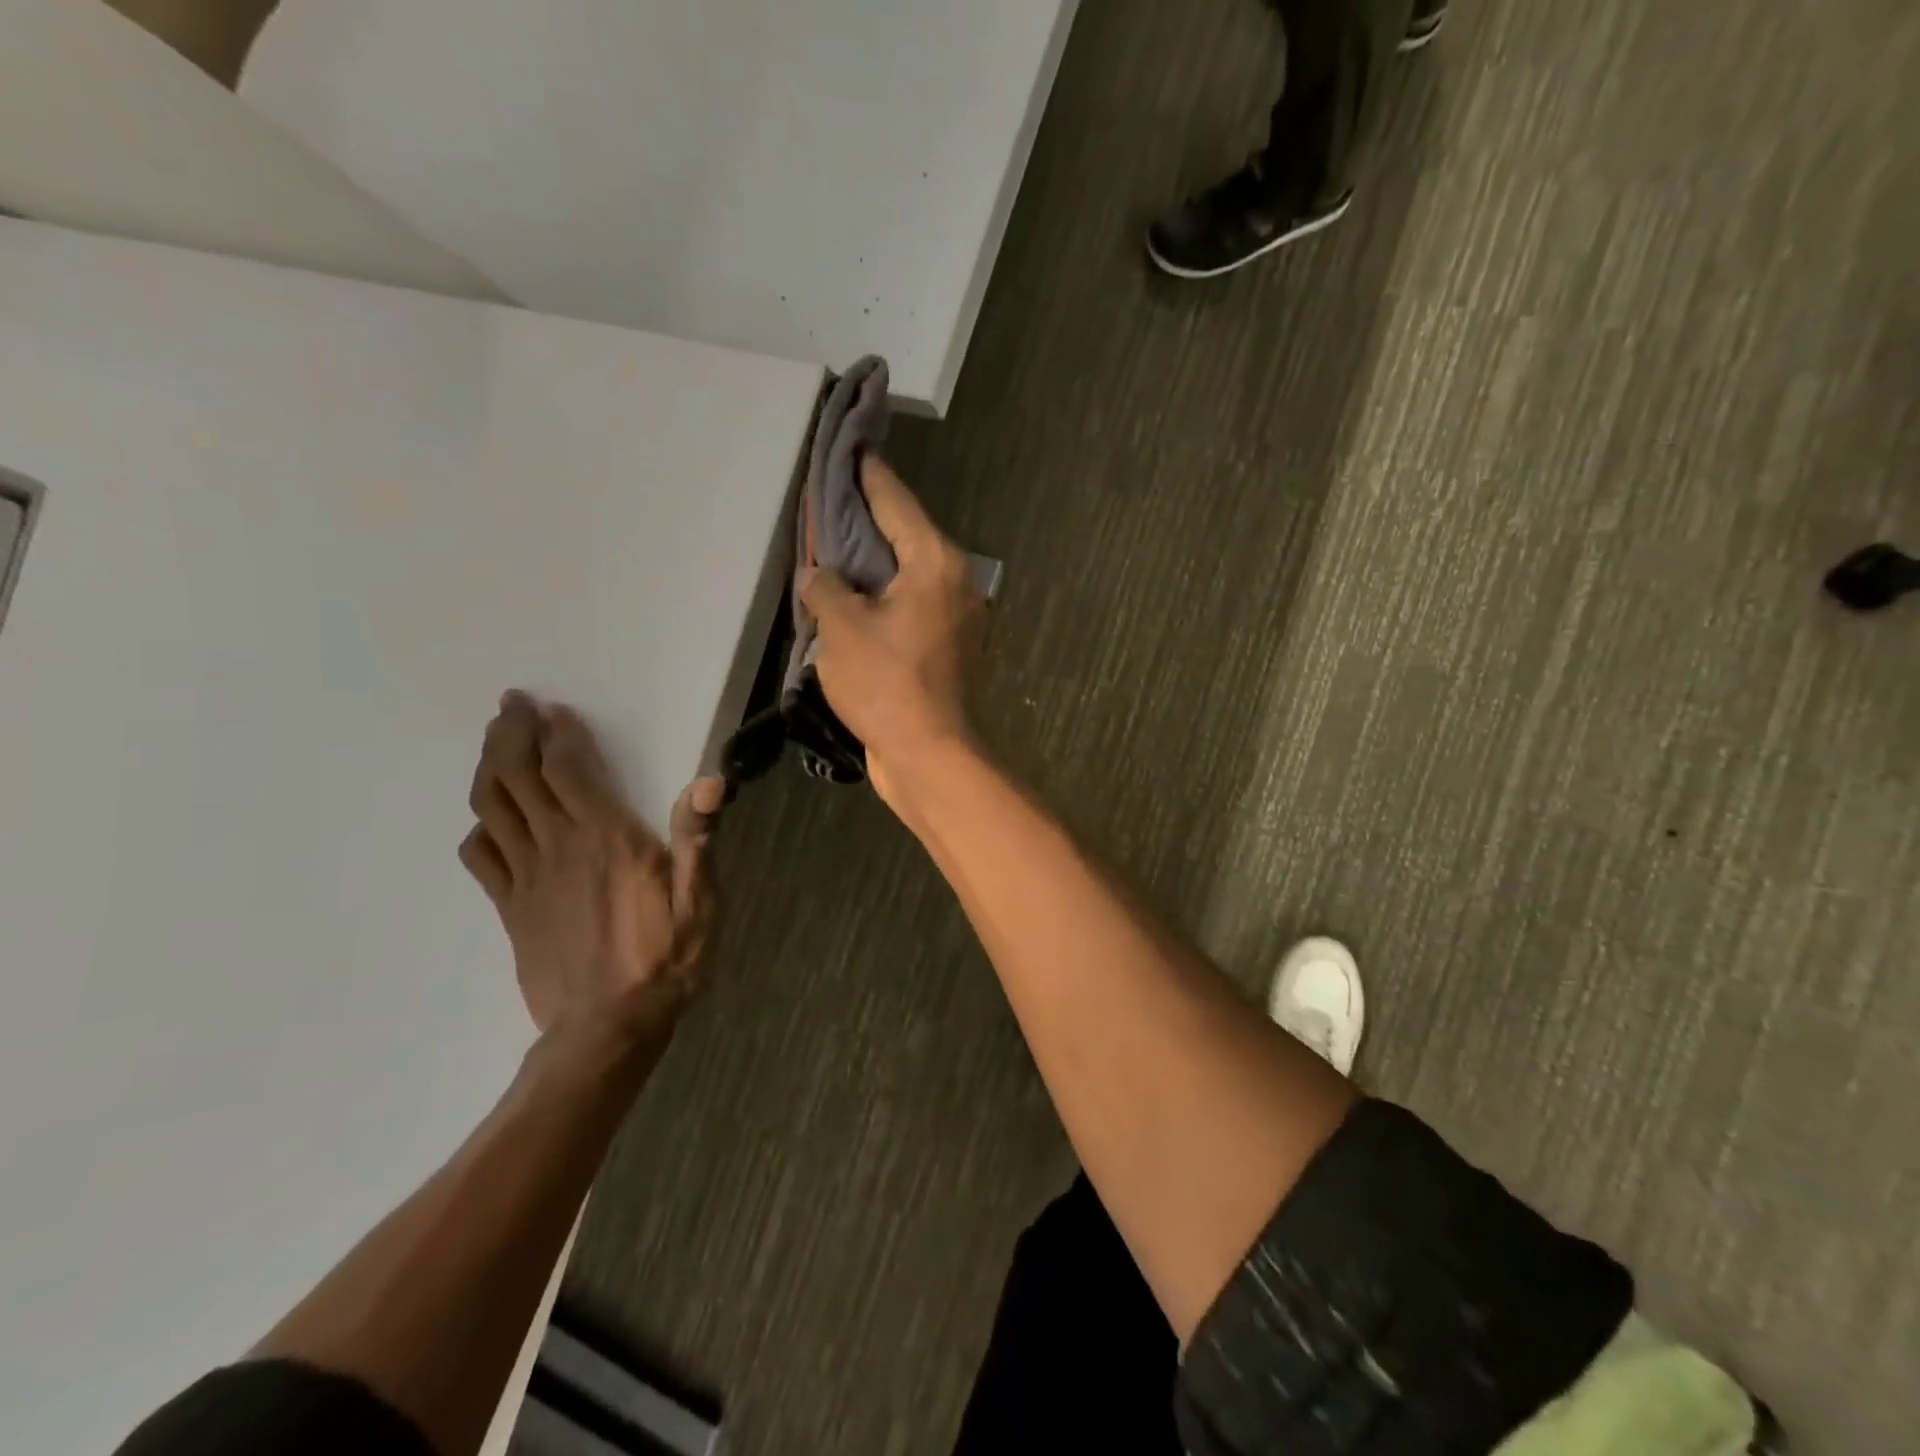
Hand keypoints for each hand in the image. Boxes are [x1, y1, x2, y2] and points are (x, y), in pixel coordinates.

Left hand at [459, 691, 723, 1057]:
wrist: (607, 1029)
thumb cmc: (664, 960)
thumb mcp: (698, 901)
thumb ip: (698, 839)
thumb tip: (710, 781)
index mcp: (606, 838)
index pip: (568, 769)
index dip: (556, 733)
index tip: (551, 708)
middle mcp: (558, 846)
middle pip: (517, 776)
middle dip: (510, 735)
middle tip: (509, 706)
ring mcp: (526, 877)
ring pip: (492, 807)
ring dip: (489, 768)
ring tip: (493, 743)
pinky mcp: (508, 908)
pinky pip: (481, 856)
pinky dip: (479, 827)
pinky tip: (488, 820)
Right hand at [800, 455, 984, 804]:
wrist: (930, 755)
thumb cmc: (886, 685)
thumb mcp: (842, 628)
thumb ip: (826, 588)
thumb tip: (822, 576)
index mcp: (935, 562)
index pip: (895, 501)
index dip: (867, 473)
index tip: (852, 445)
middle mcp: (956, 581)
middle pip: (906, 536)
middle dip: (868, 519)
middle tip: (833, 499)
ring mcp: (959, 617)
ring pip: (910, 575)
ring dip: (876, 564)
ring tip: (837, 549)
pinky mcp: (952, 648)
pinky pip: (913, 606)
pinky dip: (886, 598)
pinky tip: (857, 600)